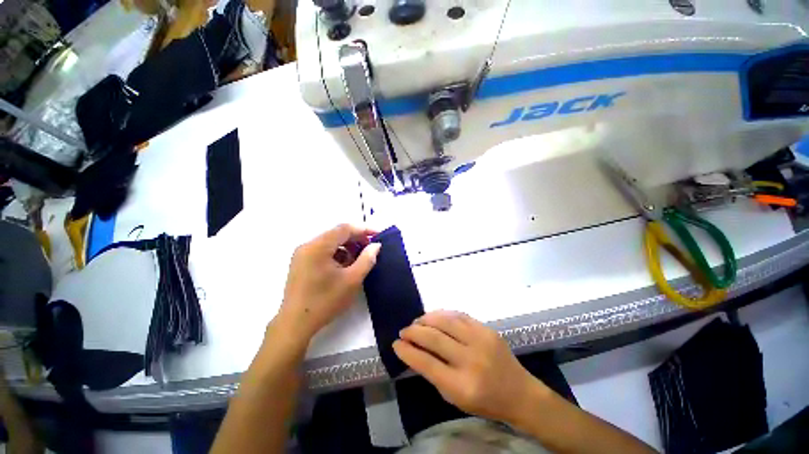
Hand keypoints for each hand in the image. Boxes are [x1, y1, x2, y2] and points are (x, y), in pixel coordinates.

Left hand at [278, 224, 380, 342]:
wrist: (295, 325)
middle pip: (336, 234)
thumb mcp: (352, 280)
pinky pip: (323, 251)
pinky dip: (337, 254)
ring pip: (330, 243)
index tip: (378, 235)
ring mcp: (302, 254)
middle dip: (356, 239)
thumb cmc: (325, 301)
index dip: (363, 229)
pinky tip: (345, 266)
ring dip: (347, 247)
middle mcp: (308, 245)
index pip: (344, 229)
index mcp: (318, 247)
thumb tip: (376, 245)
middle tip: (371, 248)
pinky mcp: (301, 263)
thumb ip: (367, 259)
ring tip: (359, 259)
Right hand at [394, 311, 544, 425]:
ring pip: (445, 321)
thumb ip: (433, 374)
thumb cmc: (485, 402)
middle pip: (434, 338)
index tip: (396, 344)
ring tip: (417, 321)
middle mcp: (470, 360)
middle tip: (404, 331)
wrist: (520, 393)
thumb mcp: (455, 398)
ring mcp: (480, 341)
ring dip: (426, 319)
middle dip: (413, 331)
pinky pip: (459, 315)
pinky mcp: (487, 329)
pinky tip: (434, 316)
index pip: (426, 363)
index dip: (407, 351)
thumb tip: (413, 351)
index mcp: (461, 386)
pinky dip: (443, 314)